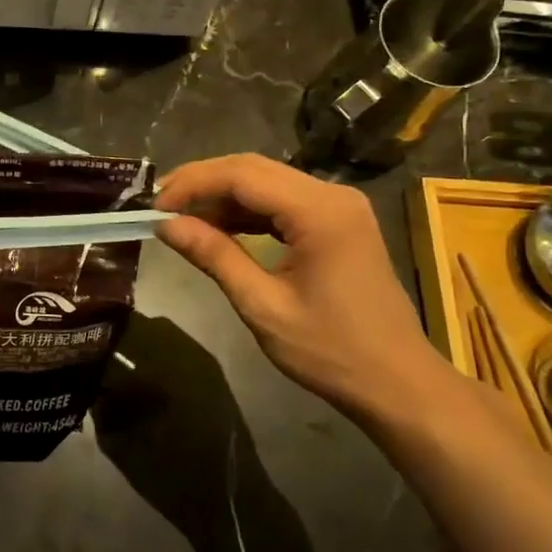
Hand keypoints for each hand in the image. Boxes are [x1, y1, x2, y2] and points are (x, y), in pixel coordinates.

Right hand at [154, 154, 454, 423]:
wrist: (397, 383)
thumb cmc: (330, 351)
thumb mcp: (262, 306)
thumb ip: (214, 256)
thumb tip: (167, 225)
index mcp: (320, 211)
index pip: (241, 175)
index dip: (192, 184)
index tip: (154, 207)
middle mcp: (333, 195)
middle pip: (254, 169)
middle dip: (203, 183)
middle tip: (160, 206)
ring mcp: (339, 207)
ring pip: (267, 182)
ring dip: (222, 196)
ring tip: (181, 218)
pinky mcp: (339, 223)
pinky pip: (283, 202)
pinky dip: (247, 211)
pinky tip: (219, 228)